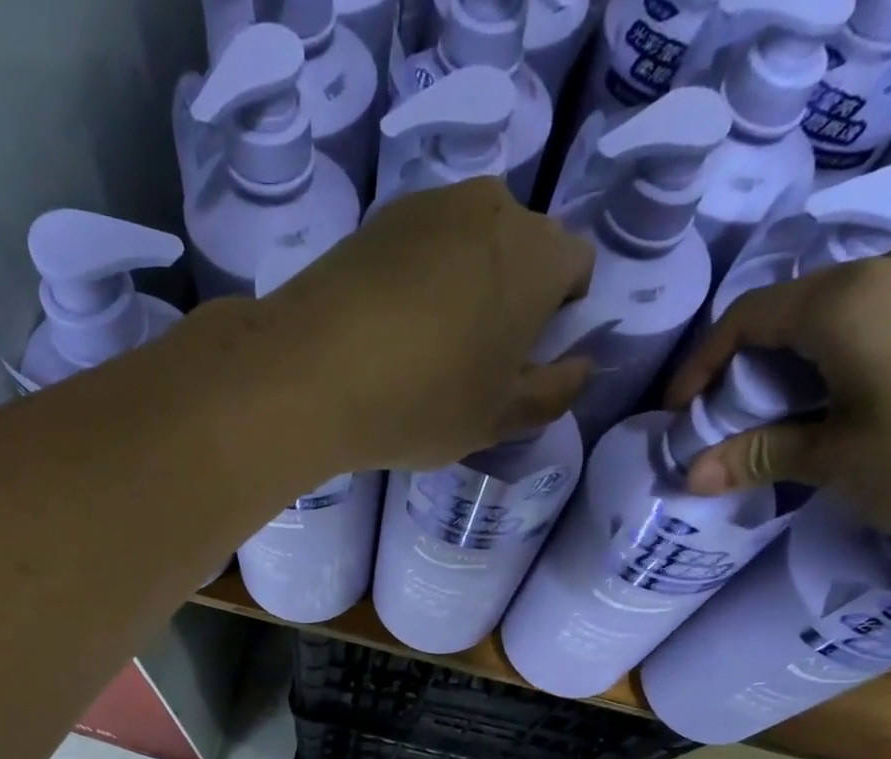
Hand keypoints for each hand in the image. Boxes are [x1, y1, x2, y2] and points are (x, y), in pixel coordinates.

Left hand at [253, 178, 595, 470]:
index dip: (559, 314)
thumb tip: (581, 369)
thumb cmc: (423, 402)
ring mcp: (428, 207)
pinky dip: (416, 281)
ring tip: (423, 349)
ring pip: (468, 246)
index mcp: (539, 254)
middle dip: (511, 296)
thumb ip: (553, 394)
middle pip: (521, 250)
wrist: (309, 374)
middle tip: (473, 360)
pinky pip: (418, 249)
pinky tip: (385, 332)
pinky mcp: (375, 220)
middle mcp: (492, 209)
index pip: (576, 268)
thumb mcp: (498, 420)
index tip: (523, 358)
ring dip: (462, 286)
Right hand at [666, 232, 890, 546]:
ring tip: (798, 415)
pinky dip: (858, 350)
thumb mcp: (838, 461)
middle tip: (737, 422)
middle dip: (753, 366)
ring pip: (851, 307)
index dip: (701, 367)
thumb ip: (759, 455)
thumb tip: (690, 473)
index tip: (681, 415)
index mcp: (850, 299)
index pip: (747, 318)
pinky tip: (864, 396)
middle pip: (798, 307)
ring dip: (808, 359)